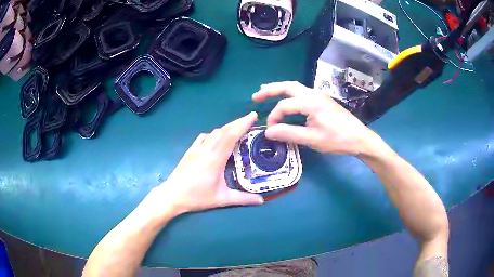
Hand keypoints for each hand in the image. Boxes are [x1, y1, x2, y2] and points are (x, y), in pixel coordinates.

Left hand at [150, 112, 263, 216]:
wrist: (172, 195)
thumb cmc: (197, 197)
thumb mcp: (222, 199)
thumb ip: (243, 199)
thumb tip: (261, 201)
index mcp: (215, 159)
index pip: (231, 136)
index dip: (242, 124)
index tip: (253, 116)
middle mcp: (206, 149)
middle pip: (224, 130)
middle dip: (238, 122)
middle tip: (250, 118)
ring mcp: (196, 148)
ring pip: (214, 132)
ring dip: (227, 127)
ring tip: (237, 127)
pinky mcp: (190, 151)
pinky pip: (204, 136)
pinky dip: (214, 133)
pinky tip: (217, 138)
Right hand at [252, 81, 375, 155]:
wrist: (359, 137)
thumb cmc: (337, 139)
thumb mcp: (312, 139)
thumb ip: (289, 133)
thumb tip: (268, 132)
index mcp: (310, 102)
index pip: (284, 106)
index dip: (274, 117)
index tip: (270, 131)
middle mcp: (313, 93)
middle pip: (287, 86)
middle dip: (270, 90)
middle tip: (256, 96)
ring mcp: (318, 95)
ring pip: (294, 86)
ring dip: (279, 88)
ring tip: (266, 92)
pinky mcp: (322, 99)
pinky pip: (301, 91)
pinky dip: (289, 93)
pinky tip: (286, 99)